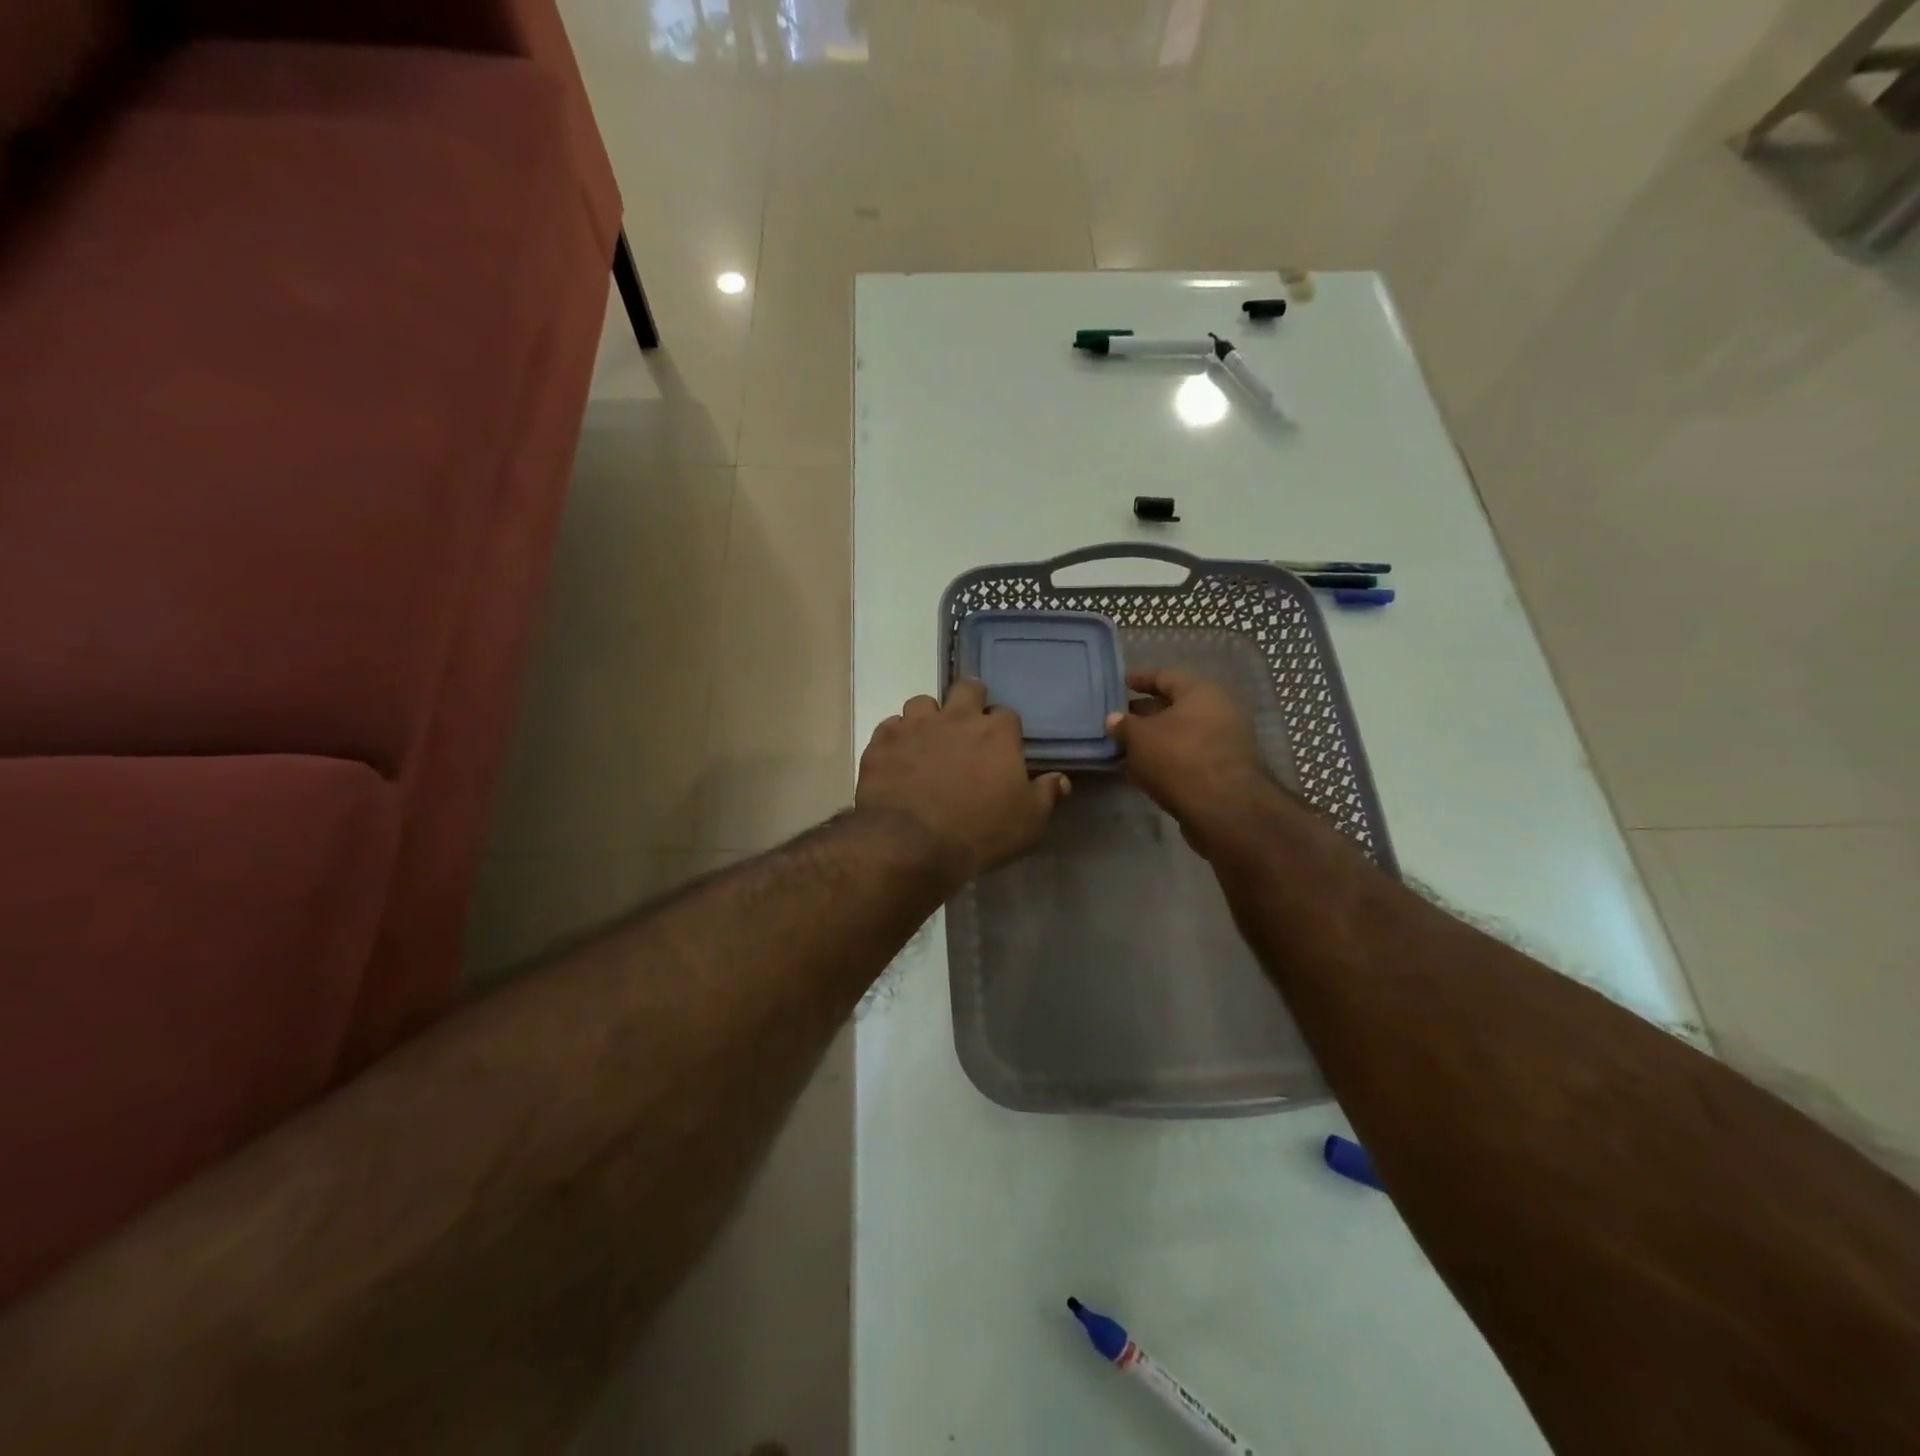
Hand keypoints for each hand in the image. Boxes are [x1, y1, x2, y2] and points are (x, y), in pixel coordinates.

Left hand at [855, 680, 1069, 882]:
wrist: (911, 844)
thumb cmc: (979, 832)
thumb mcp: (1028, 822)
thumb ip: (1046, 795)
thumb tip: (1061, 779)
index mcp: (996, 733)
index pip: (1006, 714)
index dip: (1004, 728)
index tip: (1001, 745)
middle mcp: (956, 718)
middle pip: (966, 689)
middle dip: (969, 700)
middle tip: (967, 725)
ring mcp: (915, 726)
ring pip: (922, 702)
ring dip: (928, 716)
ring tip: (928, 740)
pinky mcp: (882, 742)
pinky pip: (889, 727)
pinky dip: (896, 738)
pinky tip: (898, 757)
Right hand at [1104, 668, 1284, 855]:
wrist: (1224, 809)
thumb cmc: (1179, 757)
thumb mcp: (1140, 737)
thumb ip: (1123, 725)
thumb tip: (1113, 718)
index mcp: (1200, 692)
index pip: (1164, 676)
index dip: (1139, 679)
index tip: (1118, 683)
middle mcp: (1216, 712)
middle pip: (1172, 707)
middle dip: (1142, 715)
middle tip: (1114, 721)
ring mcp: (1221, 744)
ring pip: (1177, 736)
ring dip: (1150, 742)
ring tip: (1120, 749)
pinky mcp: (1219, 773)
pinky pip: (1184, 759)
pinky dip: (1162, 762)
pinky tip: (1137, 773)